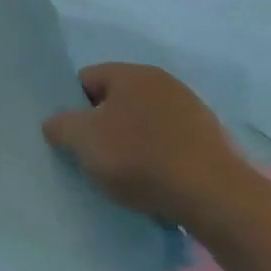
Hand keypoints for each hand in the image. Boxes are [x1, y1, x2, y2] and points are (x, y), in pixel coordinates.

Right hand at [43, 64, 245, 225]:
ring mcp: (191, 111)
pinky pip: (166, 144)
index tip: (68, 136)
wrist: (214, 197)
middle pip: (114, 101)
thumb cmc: (139, 158)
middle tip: (89, 155)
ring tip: (119, 174)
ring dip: (127, 143)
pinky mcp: (209, 141)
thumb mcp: (82, 140)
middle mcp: (164, 83)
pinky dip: (153, 158)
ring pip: (141, 123)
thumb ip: (59, 125)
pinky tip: (150, 181)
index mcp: (133, 73)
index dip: (70, 106)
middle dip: (99, 125)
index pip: (85, 79)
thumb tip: (56, 124)